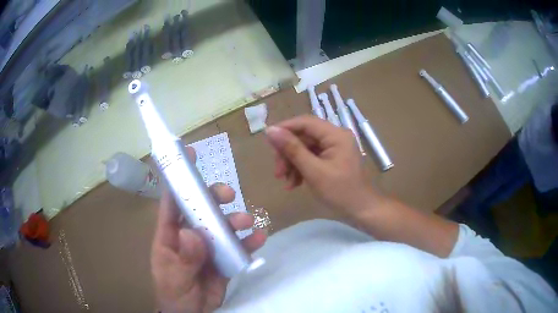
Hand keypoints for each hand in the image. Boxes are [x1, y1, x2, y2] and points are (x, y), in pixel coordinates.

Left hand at [151, 146, 265, 312]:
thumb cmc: (174, 294)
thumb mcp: (175, 277)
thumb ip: (185, 258)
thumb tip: (194, 234)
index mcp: (170, 234)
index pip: (172, 201)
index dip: (179, 177)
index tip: (190, 154)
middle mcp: (190, 234)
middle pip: (202, 207)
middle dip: (214, 196)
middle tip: (227, 195)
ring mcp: (209, 246)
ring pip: (222, 224)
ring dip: (235, 219)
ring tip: (246, 222)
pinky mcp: (224, 258)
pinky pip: (237, 246)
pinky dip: (248, 241)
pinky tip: (258, 239)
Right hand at [265, 115, 380, 214]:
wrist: (362, 211)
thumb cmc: (341, 192)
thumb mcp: (314, 171)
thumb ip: (292, 149)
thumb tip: (271, 131)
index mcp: (336, 135)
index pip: (305, 122)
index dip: (285, 129)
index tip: (267, 141)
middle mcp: (335, 137)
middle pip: (304, 137)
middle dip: (288, 153)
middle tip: (277, 172)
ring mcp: (334, 149)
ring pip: (305, 149)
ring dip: (292, 164)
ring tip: (285, 182)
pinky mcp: (332, 159)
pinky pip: (311, 158)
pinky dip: (301, 169)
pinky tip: (294, 184)